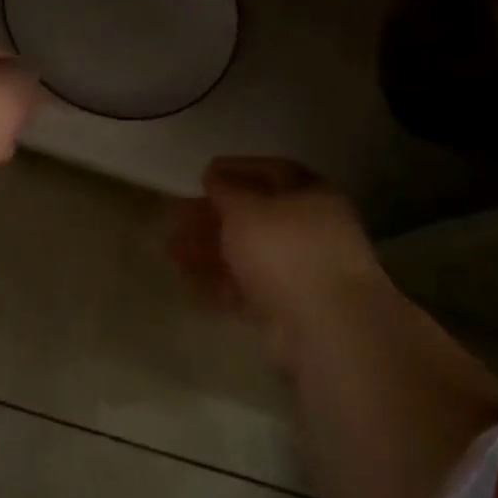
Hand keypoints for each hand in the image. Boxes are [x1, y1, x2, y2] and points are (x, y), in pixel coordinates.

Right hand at [169, 157, 390, 339]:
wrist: (325, 327)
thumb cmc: (286, 251)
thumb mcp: (247, 210)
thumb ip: (226, 190)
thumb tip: (213, 175)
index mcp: (311, 195)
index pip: (272, 171)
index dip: (236, 170)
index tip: (202, 175)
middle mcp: (310, 230)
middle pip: (255, 216)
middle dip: (213, 217)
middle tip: (177, 219)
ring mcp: (300, 271)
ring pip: (247, 253)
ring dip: (209, 250)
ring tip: (171, 253)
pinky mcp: (287, 306)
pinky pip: (246, 287)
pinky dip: (219, 282)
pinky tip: (189, 282)